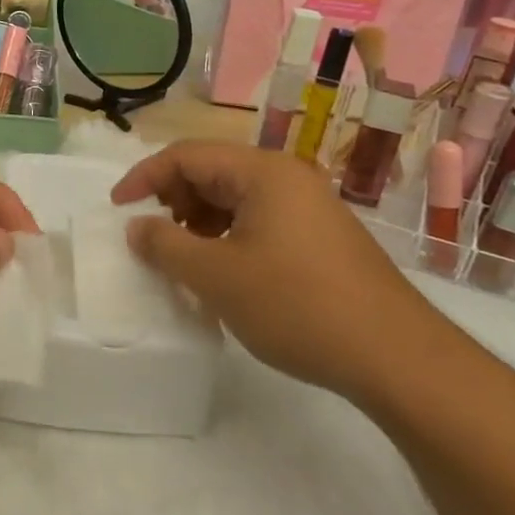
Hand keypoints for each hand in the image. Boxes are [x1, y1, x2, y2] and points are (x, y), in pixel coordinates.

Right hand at [111, 139, 443, 402]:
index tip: (117, 209)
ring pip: (235, 198)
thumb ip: (165, 245)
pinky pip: (259, 221)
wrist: (398, 358)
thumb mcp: (216, 276)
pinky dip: (228, 237)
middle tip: (153, 237)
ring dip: (199, 221)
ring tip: (185, 259)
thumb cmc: (297, 305)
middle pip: (211, 172)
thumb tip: (136, 227)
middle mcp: (287, 178)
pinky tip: (224, 273)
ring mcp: (310, 207)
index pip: (186, 155)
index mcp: (262, 172)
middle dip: (173, 200)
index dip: (144, 177)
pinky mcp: (321, 238)